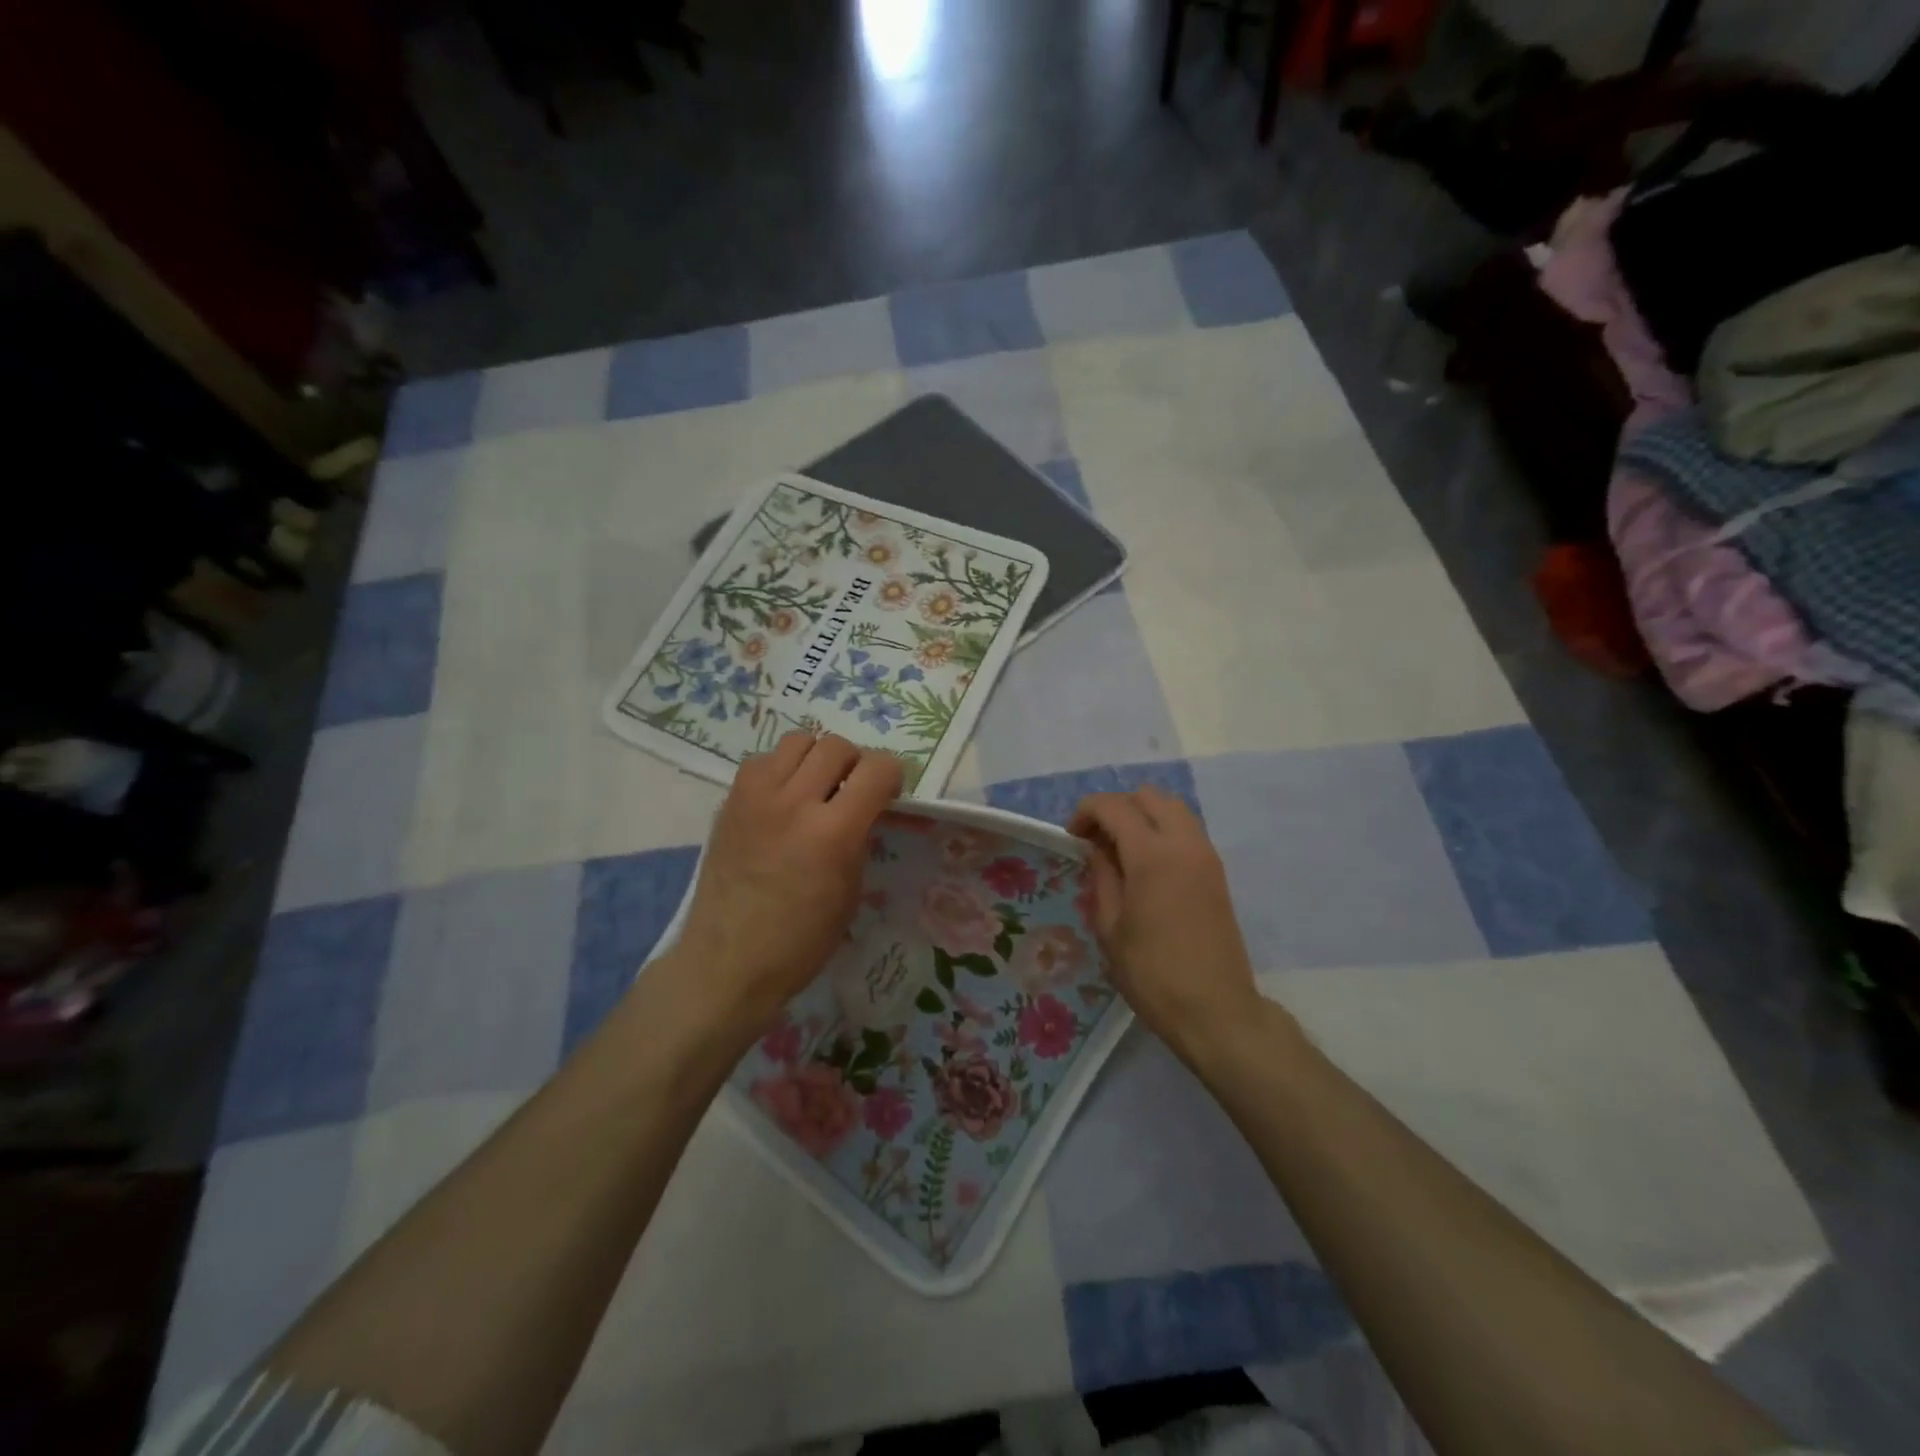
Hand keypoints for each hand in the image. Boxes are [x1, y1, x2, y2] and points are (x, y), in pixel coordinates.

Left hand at [670, 732, 900, 1032]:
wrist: (728, 960)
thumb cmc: (800, 941)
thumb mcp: (850, 893)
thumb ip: (860, 840)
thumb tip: (865, 810)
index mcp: (833, 833)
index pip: (877, 769)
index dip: (892, 774)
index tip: (890, 790)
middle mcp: (795, 802)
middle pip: (837, 746)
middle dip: (855, 762)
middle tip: (853, 789)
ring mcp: (757, 797)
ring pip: (798, 740)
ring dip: (816, 758)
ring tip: (815, 787)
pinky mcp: (730, 800)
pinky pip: (763, 760)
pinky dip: (781, 769)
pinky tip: (782, 798)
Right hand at [1068, 787, 1267, 1061]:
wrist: (1216, 1010)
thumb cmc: (1153, 974)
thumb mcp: (1110, 927)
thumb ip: (1102, 877)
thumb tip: (1097, 848)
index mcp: (1152, 855)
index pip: (1115, 806)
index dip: (1086, 811)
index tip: (1072, 836)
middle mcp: (1184, 843)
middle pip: (1148, 796)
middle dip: (1116, 807)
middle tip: (1096, 838)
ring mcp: (1206, 855)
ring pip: (1173, 807)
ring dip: (1143, 814)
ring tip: (1121, 848)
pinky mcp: (1217, 871)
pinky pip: (1187, 829)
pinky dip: (1163, 829)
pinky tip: (1146, 863)